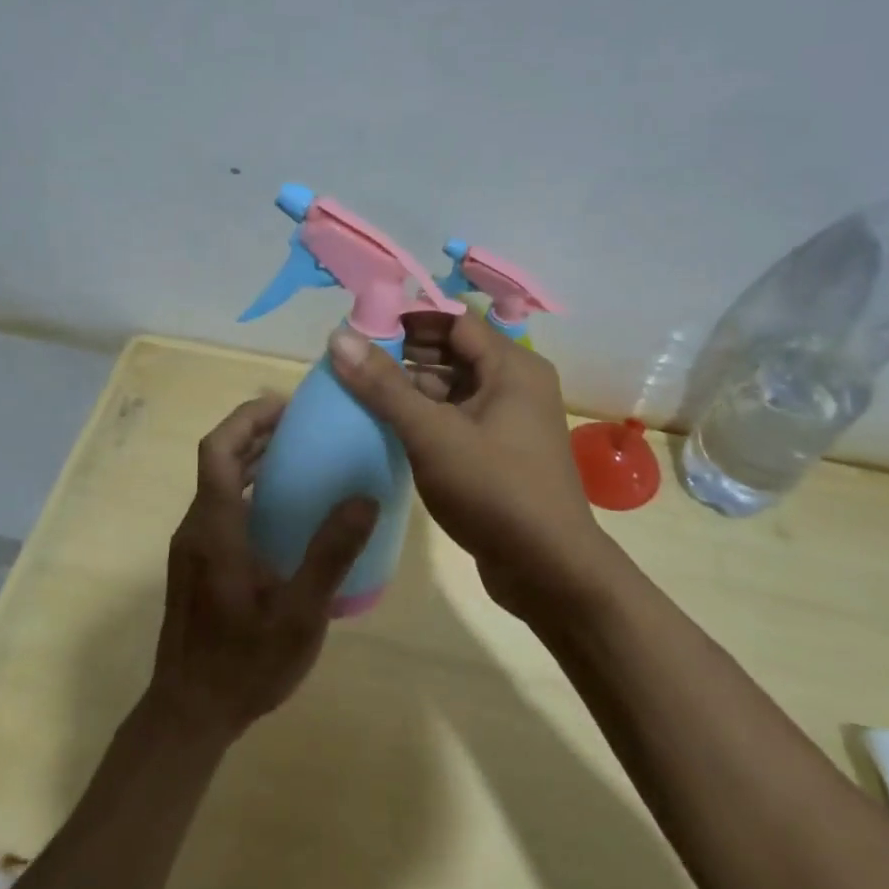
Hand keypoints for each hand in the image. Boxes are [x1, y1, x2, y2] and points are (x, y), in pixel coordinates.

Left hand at [148, 397, 377, 742]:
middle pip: (218, 459)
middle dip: (256, 432)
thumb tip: (364, 498)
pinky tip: (285, 513)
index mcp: (215, 528)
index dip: (248, 419)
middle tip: (304, 426)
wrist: (189, 713)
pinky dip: (249, 490)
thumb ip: (331, 555)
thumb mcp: (299, 613)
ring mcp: (193, 547)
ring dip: (252, 460)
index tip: (287, 407)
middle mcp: (197, 527)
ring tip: (301, 457)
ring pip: (218, 483)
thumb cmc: (244, 663)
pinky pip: (221, 507)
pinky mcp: (197, 564)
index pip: (219, 449)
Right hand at [328, 313, 615, 622]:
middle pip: (453, 350)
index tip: (361, 326)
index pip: (454, 319)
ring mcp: (509, 419)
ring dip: (411, 385)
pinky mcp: (499, 451)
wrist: (549, 570)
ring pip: (453, 385)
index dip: (407, 317)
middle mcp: (515, 383)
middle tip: (353, 359)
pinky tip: (387, 424)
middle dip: (404, 351)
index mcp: (511, 366)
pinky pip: (456, 416)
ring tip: (360, 389)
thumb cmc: (494, 490)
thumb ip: (384, 385)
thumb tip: (339, 335)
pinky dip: (425, 414)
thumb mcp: (432, 434)